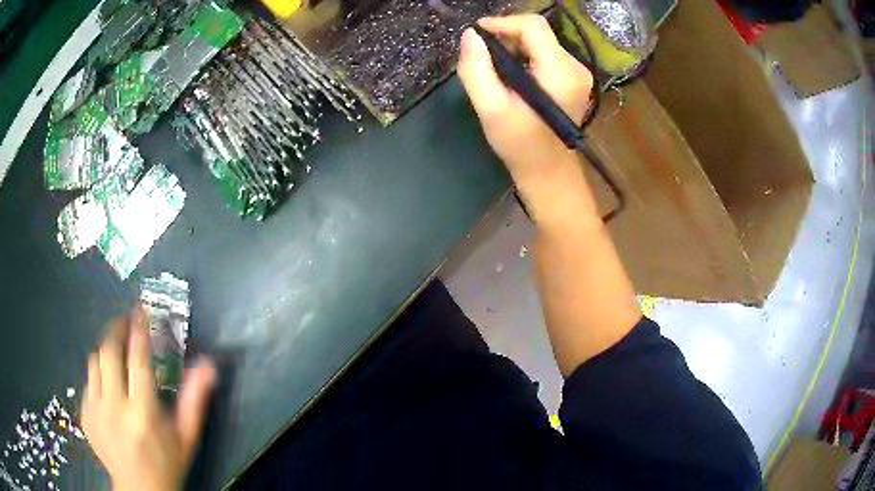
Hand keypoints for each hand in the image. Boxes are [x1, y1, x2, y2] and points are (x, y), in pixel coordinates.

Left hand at [81, 308, 216, 490]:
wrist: (139, 490)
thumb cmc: (167, 463)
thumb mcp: (186, 437)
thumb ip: (195, 400)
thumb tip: (208, 365)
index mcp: (143, 413)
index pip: (137, 358)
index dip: (139, 329)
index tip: (141, 310)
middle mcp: (115, 407)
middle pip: (109, 351)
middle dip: (117, 328)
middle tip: (125, 320)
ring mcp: (96, 411)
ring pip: (95, 362)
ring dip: (106, 350)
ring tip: (116, 350)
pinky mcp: (85, 415)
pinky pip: (88, 382)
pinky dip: (98, 375)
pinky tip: (107, 385)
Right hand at [457, 15, 593, 183]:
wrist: (548, 171)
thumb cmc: (520, 144)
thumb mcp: (491, 109)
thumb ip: (476, 69)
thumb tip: (470, 35)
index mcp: (560, 72)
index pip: (533, 26)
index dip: (503, 23)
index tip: (477, 33)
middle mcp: (575, 67)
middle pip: (537, 32)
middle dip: (507, 36)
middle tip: (484, 55)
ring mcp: (577, 73)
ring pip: (540, 41)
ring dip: (514, 47)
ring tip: (495, 67)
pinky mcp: (573, 78)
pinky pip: (545, 53)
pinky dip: (525, 56)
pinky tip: (512, 75)